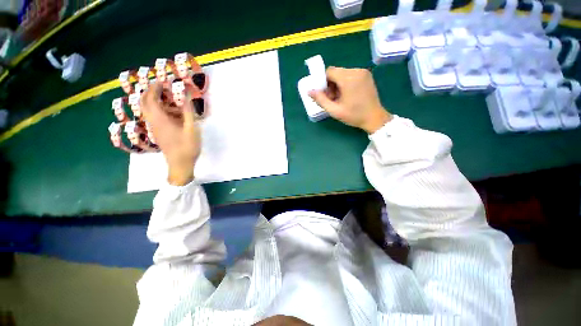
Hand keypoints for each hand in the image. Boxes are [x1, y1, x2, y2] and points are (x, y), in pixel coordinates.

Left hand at [141, 83, 200, 185]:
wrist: (180, 164)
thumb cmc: (187, 146)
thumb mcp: (192, 128)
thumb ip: (188, 111)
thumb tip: (185, 95)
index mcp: (160, 119)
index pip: (151, 98)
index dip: (155, 87)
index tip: (163, 80)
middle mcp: (153, 121)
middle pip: (144, 102)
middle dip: (150, 91)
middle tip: (162, 86)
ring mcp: (154, 127)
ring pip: (147, 109)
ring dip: (154, 100)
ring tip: (168, 98)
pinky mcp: (158, 132)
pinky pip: (153, 116)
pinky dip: (157, 109)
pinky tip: (170, 112)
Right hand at [309, 67, 391, 133]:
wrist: (374, 118)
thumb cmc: (354, 115)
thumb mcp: (334, 110)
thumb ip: (320, 100)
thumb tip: (309, 91)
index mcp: (348, 78)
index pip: (329, 71)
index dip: (323, 82)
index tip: (324, 94)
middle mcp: (356, 71)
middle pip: (336, 72)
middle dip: (330, 84)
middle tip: (332, 98)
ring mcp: (363, 72)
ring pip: (342, 73)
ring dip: (337, 84)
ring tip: (339, 98)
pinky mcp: (366, 75)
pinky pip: (350, 75)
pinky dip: (345, 83)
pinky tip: (347, 95)